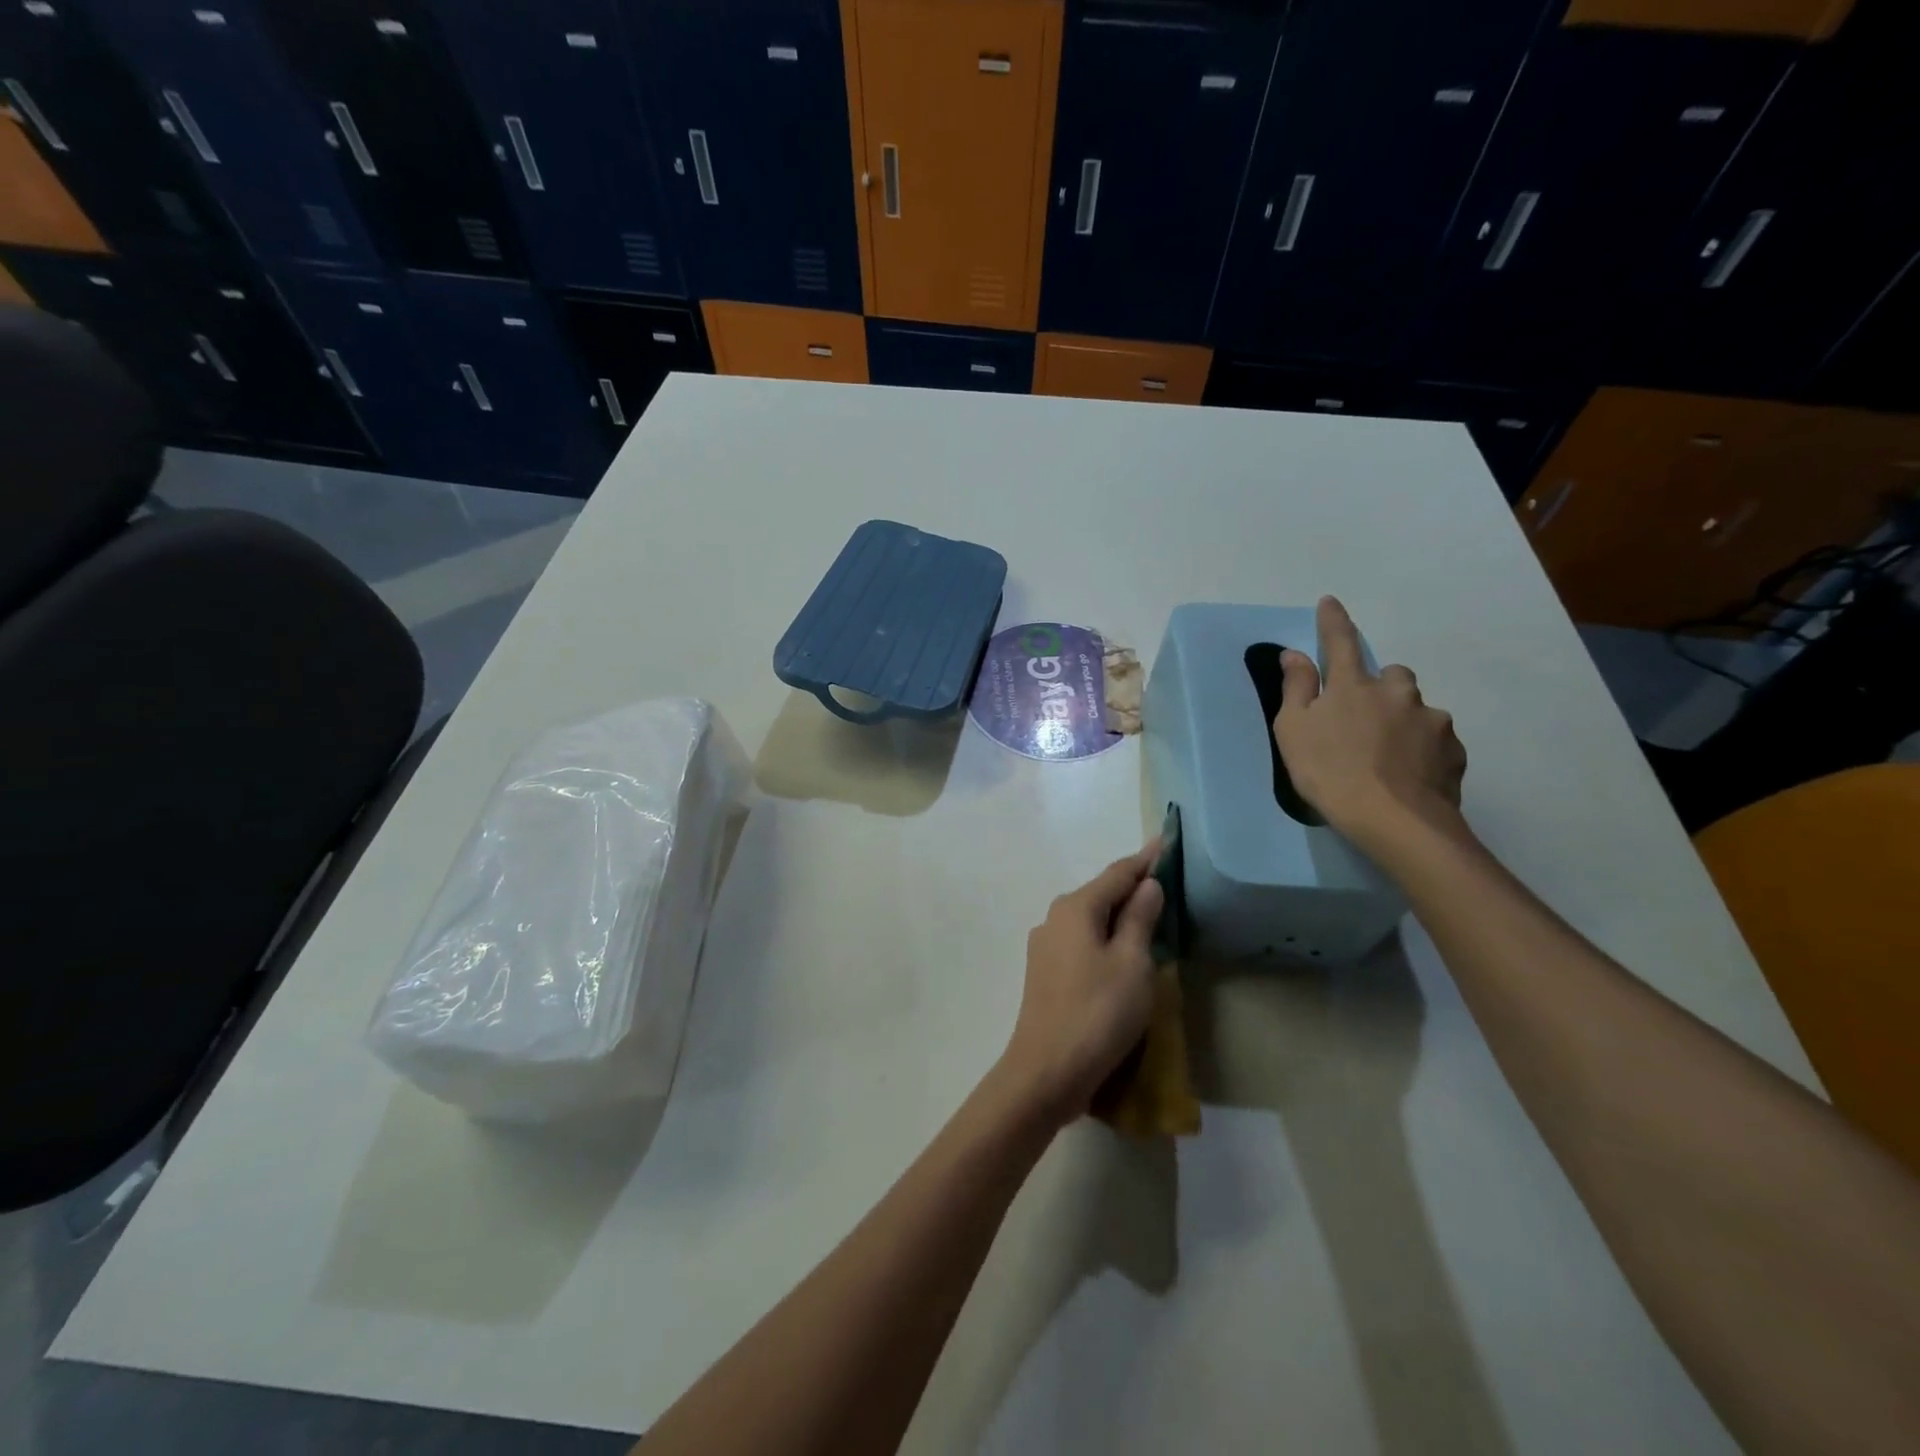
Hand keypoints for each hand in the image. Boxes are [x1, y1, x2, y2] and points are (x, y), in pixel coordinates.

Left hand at [1000, 845, 1164, 1128]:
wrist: (1046, 1071)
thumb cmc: (1098, 1013)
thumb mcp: (1132, 963)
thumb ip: (1140, 919)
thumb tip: (1147, 885)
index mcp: (1076, 907)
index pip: (1118, 873)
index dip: (1145, 859)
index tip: (1166, 842)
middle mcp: (1055, 917)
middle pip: (1101, 893)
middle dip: (1132, 886)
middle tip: (1165, 881)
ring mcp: (1045, 946)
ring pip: (1090, 919)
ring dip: (1118, 914)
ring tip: (1149, 914)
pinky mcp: (1045, 972)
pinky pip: (1082, 941)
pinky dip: (1105, 938)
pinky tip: (1121, 951)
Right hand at [1273, 596, 1467, 849]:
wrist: (1394, 820)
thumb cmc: (1329, 772)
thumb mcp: (1293, 730)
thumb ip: (1296, 688)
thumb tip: (1295, 654)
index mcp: (1354, 685)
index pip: (1341, 643)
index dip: (1333, 622)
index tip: (1330, 602)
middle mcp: (1397, 692)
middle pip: (1391, 676)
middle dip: (1379, 687)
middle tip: (1362, 719)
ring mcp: (1431, 720)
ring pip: (1415, 708)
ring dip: (1402, 720)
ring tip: (1387, 755)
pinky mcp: (1453, 750)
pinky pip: (1435, 740)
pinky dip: (1421, 749)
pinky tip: (1408, 774)